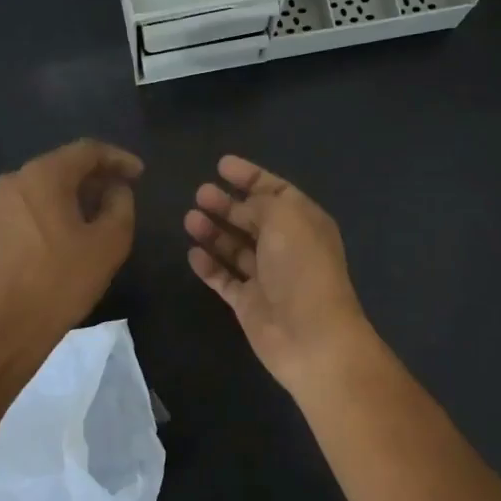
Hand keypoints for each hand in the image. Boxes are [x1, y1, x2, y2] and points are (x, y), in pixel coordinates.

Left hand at [0, 139, 141, 354]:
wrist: (6, 329)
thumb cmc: (63, 281)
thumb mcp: (109, 243)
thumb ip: (120, 205)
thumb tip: (116, 190)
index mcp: (42, 177)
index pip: (87, 150)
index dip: (118, 158)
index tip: (139, 174)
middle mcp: (11, 183)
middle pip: (60, 168)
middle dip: (93, 179)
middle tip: (118, 196)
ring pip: (39, 193)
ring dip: (68, 200)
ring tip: (90, 221)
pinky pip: (22, 216)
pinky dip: (45, 219)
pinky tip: (58, 243)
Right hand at [185, 155, 377, 390]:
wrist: (310, 335)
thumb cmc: (301, 267)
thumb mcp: (285, 218)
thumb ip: (262, 203)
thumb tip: (244, 207)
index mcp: (304, 222)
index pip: (276, 191)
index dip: (250, 176)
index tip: (221, 165)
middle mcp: (287, 247)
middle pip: (253, 219)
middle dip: (227, 204)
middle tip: (200, 193)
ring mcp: (267, 277)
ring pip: (236, 248)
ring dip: (214, 232)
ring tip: (190, 218)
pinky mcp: (249, 304)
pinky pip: (225, 279)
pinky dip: (210, 266)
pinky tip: (192, 253)